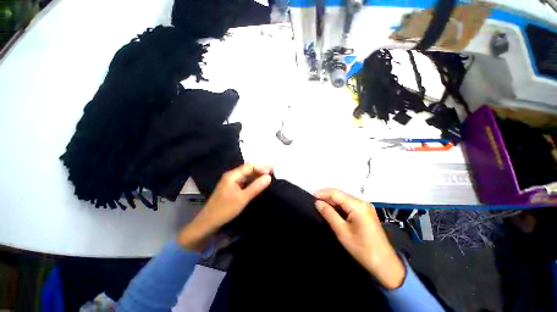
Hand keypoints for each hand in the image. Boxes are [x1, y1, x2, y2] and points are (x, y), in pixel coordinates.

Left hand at [178, 164, 272, 251]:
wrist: (208, 223)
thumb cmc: (225, 209)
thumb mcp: (242, 198)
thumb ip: (256, 187)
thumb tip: (268, 177)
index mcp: (232, 175)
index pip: (249, 166)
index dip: (261, 167)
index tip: (272, 171)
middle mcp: (231, 176)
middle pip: (248, 169)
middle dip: (260, 170)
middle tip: (273, 172)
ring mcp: (231, 182)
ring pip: (246, 176)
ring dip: (257, 175)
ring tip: (269, 177)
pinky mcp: (232, 189)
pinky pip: (244, 182)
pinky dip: (252, 181)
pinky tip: (259, 183)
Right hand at [314, 189, 404, 289]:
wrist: (385, 264)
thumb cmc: (362, 249)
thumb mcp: (342, 231)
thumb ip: (329, 214)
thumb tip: (317, 202)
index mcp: (357, 205)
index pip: (336, 193)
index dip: (322, 193)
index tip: (311, 197)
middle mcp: (362, 202)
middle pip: (340, 194)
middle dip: (326, 196)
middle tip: (314, 202)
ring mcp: (364, 206)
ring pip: (343, 198)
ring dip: (331, 201)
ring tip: (320, 205)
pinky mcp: (365, 211)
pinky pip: (348, 204)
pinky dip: (338, 205)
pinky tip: (332, 210)